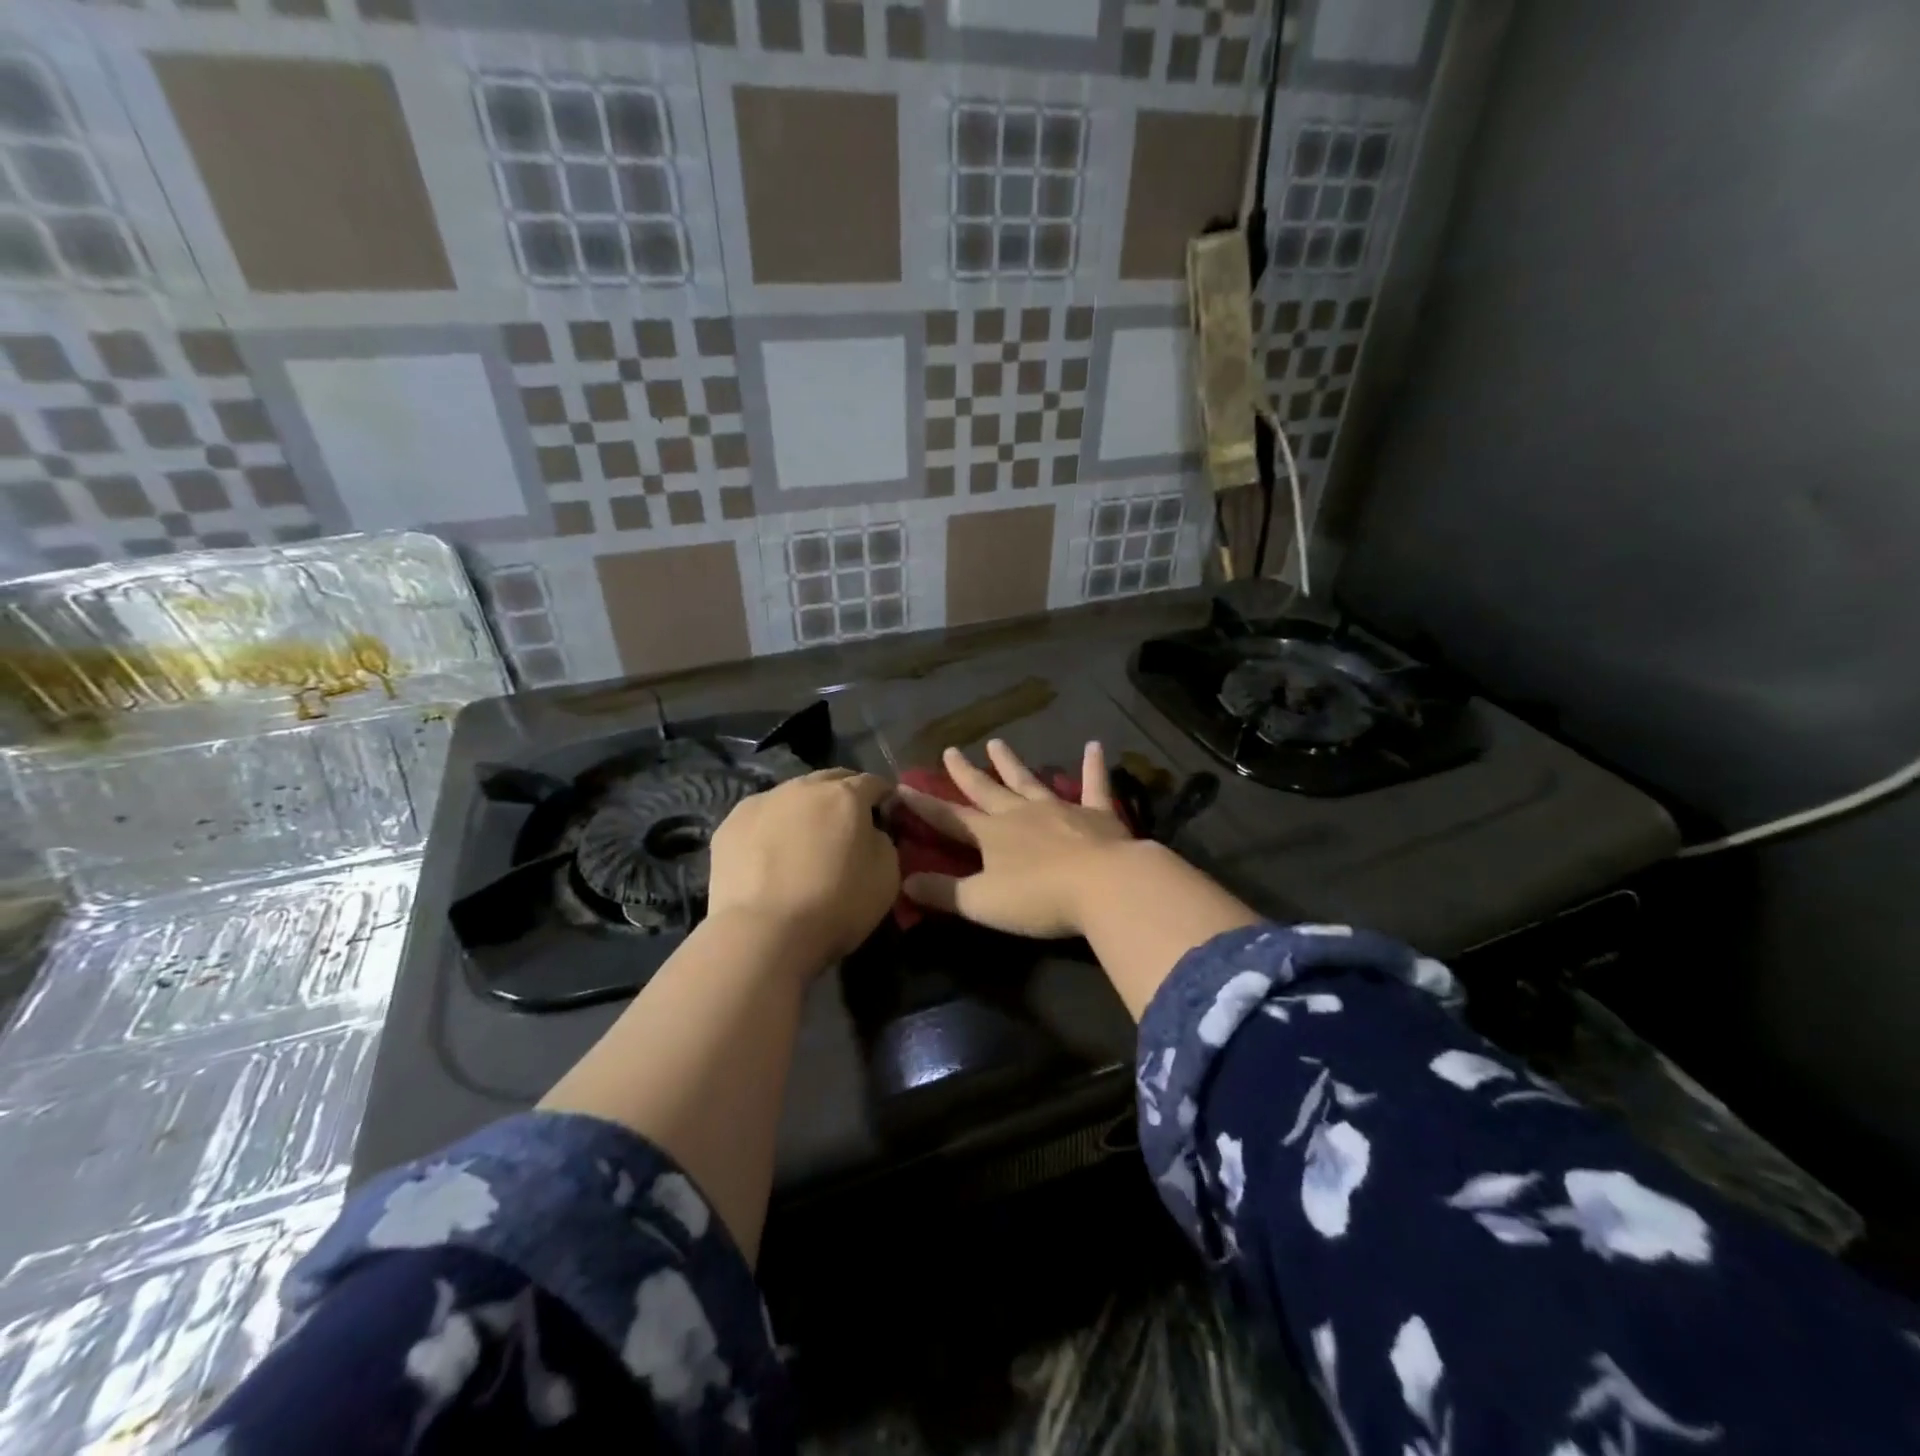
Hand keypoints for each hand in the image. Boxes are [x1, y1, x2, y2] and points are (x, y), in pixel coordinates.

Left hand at [708, 769, 898, 964]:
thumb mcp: (887, 876)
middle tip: (847, 824)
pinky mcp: (730, 825)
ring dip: (805, 809)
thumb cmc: (836, 905)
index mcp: (845, 795)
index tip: (886, 814)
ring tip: (804, 840)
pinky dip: (771, 828)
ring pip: (792, 796)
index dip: (883, 796)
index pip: (873, 782)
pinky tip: (770, 856)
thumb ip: (883, 841)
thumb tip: (870, 832)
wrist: (763, 934)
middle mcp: (803, 787)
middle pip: (830, 780)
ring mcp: (762, 802)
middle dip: (843, 794)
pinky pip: (761, 818)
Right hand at [897, 739, 1137, 939]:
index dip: (924, 806)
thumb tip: (904, 882)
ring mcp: (1059, 809)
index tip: (902, 787)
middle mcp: (1020, 814)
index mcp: (991, 835)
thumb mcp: (982, 902)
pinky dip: (1093, 766)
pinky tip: (1095, 746)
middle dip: (966, 773)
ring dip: (1011, 763)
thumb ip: (943, 892)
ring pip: (1029, 781)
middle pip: (987, 790)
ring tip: (997, 743)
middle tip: (951, 750)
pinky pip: (1094, 785)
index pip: (949, 818)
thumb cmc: (1039, 897)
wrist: (1104, 885)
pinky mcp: (1096, 814)